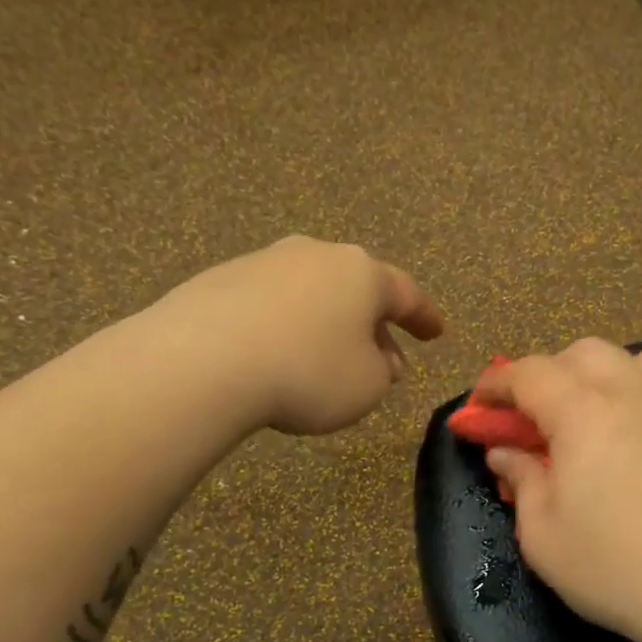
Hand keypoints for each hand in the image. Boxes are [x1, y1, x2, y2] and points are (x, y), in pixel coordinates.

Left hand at [170, 236, 445, 435]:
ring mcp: (266, 261)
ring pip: (314, 295)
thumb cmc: (309, 372)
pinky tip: (280, 356)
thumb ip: (382, 371)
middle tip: (385, 360)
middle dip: (374, 326)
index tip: (437, 333)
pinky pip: (273, 305)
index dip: (424, 317)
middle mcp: (317, 255)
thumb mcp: (367, 386)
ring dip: (330, 326)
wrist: (205, 361)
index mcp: (362, 273)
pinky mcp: (222, 279)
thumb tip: (378, 359)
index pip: (406, 294)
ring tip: (330, 361)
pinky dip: (288, 328)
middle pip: (357, 290)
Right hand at [474, 340, 641, 641]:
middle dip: (545, 376)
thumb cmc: (616, 568)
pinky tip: (630, 434)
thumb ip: (521, 481)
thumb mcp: (543, 535)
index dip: (495, 386)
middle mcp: (630, 392)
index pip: (528, 373)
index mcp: (582, 411)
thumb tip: (506, 451)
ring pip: (627, 359)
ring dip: (593, 376)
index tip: (479, 411)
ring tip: (584, 419)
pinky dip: (634, 389)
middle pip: (579, 354)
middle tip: (530, 423)